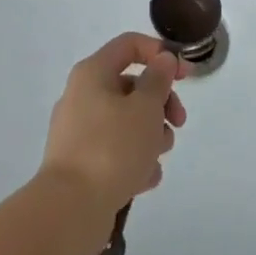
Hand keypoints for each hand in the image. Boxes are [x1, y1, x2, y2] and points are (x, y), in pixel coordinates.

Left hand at [39, 34, 186, 227]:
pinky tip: (144, 179)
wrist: (70, 210)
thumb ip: (159, 79)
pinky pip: (116, 151)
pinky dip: (134, 161)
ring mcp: (80, 131)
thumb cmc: (112, 147)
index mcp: (93, 73)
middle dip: (161, 104)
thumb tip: (163, 60)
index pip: (130, 44)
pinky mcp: (82, 163)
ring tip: (155, 158)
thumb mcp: (145, 107)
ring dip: (150, 136)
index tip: (185, 75)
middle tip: (178, 123)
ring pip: (127, 122)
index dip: (161, 53)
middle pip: (132, 86)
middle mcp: (82, 96)